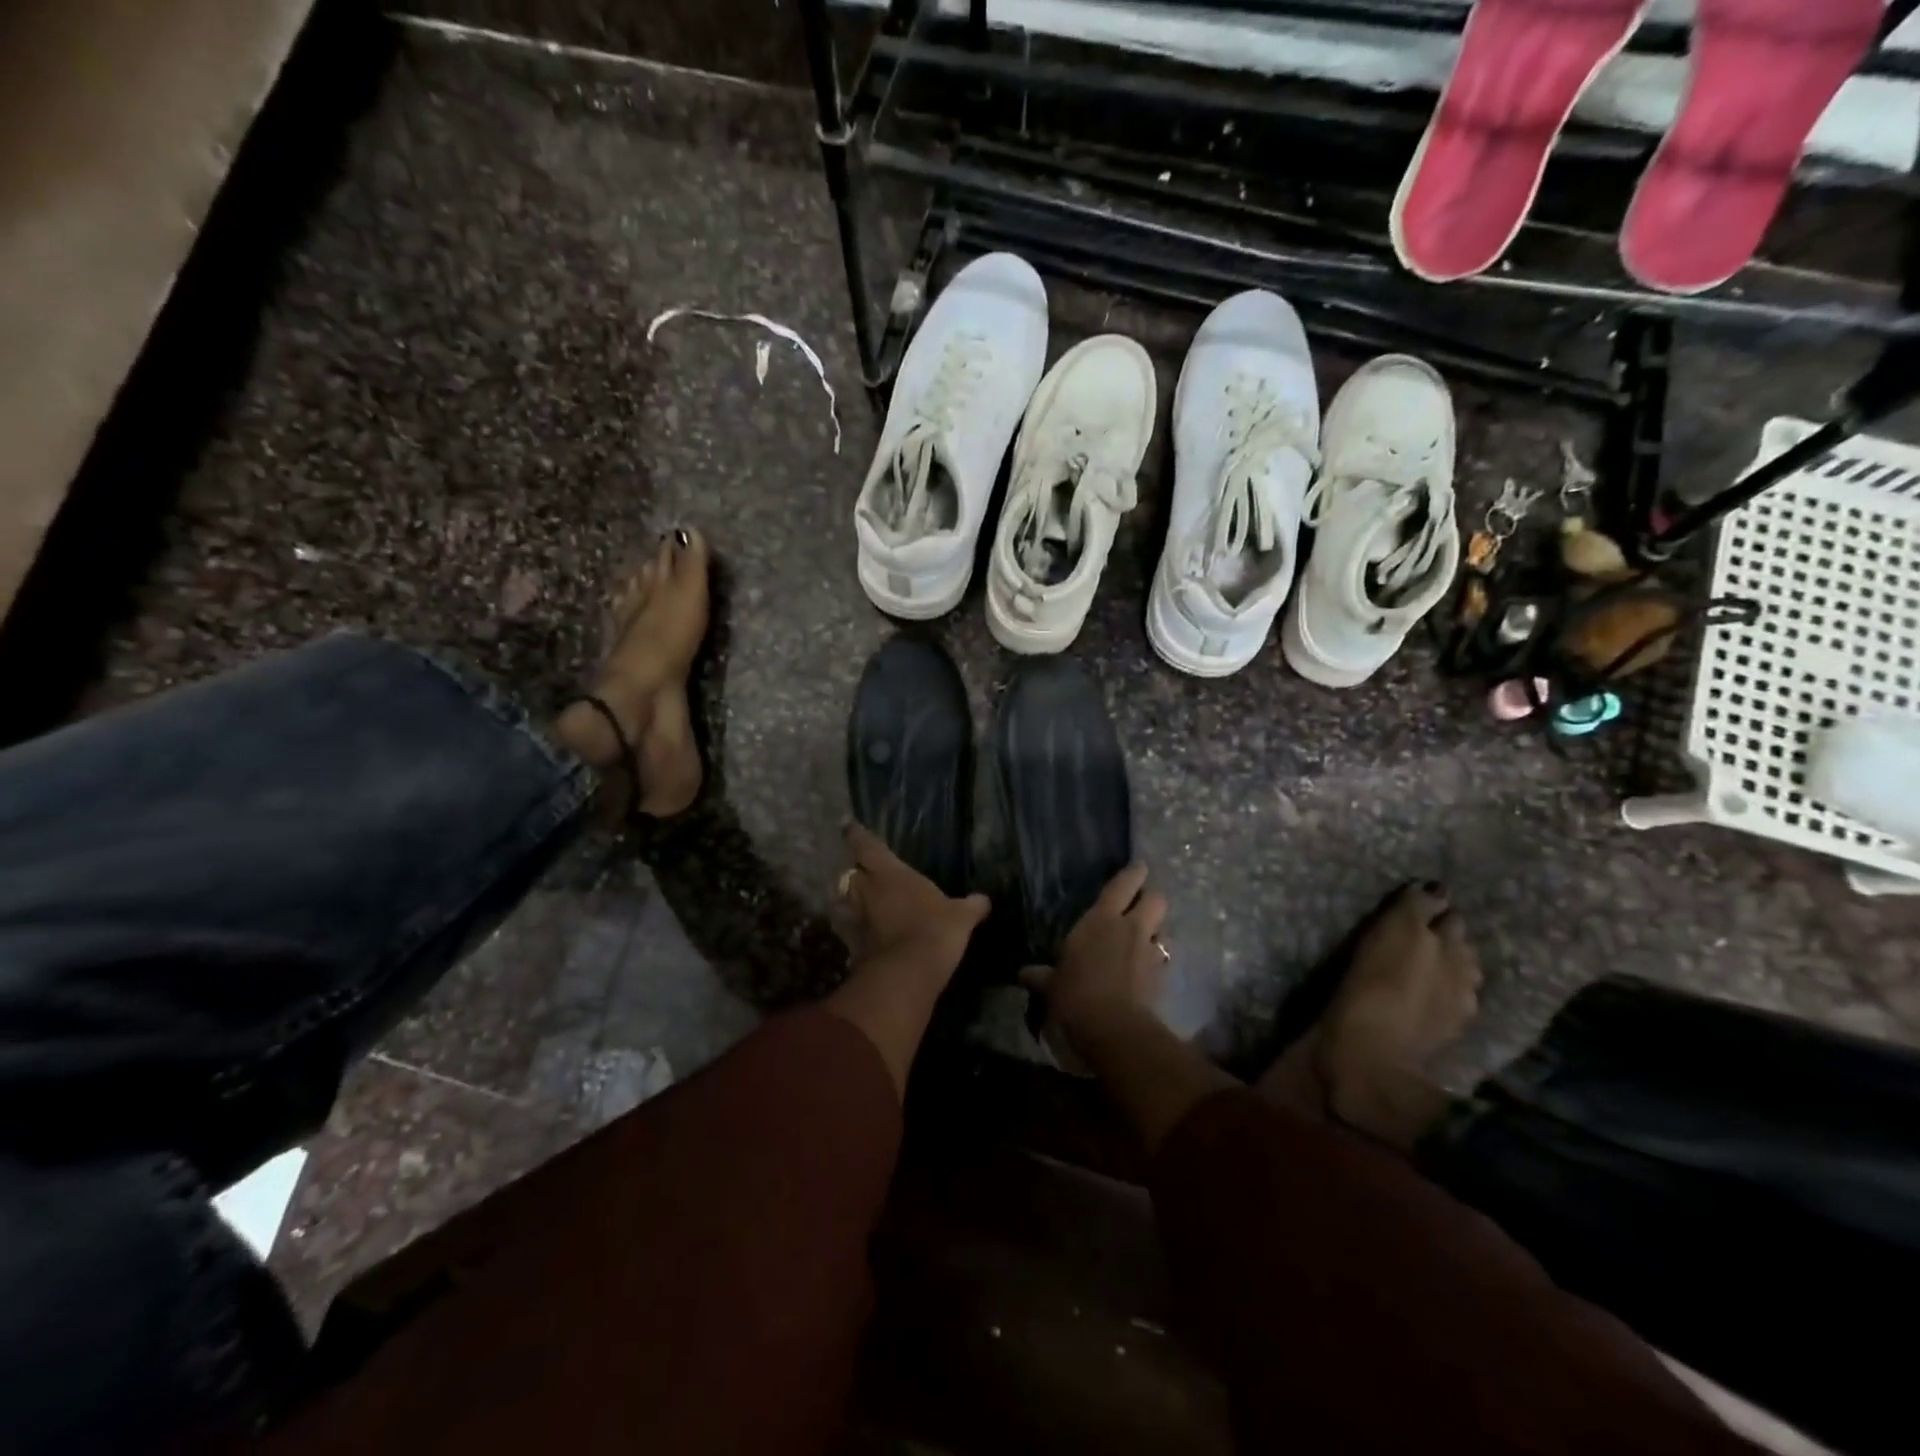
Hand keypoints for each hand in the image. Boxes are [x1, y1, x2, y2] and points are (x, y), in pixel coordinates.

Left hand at [832, 821, 988, 974]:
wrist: (907, 973)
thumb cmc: (935, 930)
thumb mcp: (961, 917)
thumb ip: (971, 906)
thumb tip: (984, 900)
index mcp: (890, 873)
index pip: (867, 845)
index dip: (856, 833)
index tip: (847, 824)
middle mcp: (866, 891)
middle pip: (850, 874)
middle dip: (855, 872)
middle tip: (861, 872)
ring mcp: (855, 919)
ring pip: (840, 902)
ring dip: (844, 901)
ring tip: (852, 903)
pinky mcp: (851, 946)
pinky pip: (847, 932)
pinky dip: (851, 932)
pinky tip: (860, 936)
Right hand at [1021, 863, 1167, 1050]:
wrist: (1114, 1028)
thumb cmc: (1075, 994)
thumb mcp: (1051, 985)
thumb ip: (1041, 975)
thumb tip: (1023, 973)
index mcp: (1101, 920)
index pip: (1122, 886)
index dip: (1133, 873)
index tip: (1140, 866)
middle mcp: (1130, 929)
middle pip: (1155, 900)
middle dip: (1151, 899)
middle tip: (1142, 904)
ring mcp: (1149, 952)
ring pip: (1163, 929)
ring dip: (1156, 932)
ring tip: (1146, 939)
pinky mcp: (1162, 977)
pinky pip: (1163, 960)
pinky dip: (1157, 961)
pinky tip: (1147, 970)